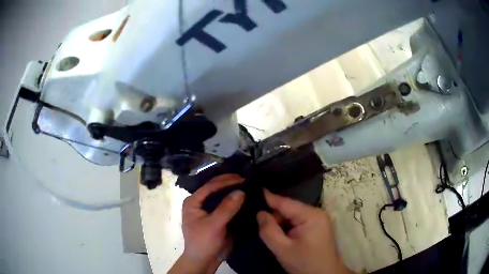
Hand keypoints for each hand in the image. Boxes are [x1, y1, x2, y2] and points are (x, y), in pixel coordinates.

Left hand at [169, 174, 244, 273]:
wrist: (205, 260)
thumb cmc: (203, 242)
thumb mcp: (213, 225)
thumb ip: (226, 209)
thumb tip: (240, 191)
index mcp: (193, 202)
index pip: (210, 187)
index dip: (226, 181)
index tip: (243, 178)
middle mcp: (201, 203)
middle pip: (216, 189)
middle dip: (230, 183)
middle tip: (247, 178)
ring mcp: (210, 210)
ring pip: (223, 196)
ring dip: (234, 191)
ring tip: (250, 184)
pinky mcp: (219, 217)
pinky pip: (228, 206)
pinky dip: (237, 201)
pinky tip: (248, 197)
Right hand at [257, 189, 351, 273]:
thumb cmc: (305, 263)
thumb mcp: (283, 249)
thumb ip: (269, 230)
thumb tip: (259, 213)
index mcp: (311, 215)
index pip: (285, 202)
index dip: (267, 197)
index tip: (251, 190)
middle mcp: (316, 213)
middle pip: (288, 209)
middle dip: (273, 215)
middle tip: (254, 221)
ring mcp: (317, 220)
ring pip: (291, 216)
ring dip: (278, 222)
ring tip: (263, 227)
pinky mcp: (315, 227)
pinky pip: (296, 222)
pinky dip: (285, 227)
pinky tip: (276, 232)